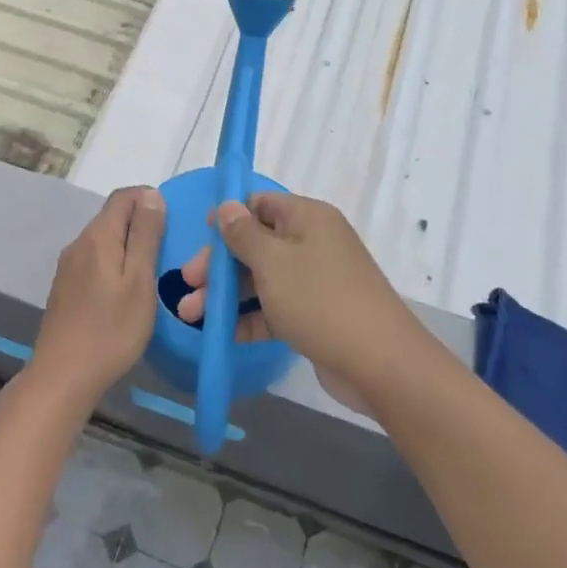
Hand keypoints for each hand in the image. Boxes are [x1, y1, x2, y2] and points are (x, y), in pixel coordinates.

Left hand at [30, 186, 166, 409]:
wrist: (63, 376)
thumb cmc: (111, 328)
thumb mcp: (139, 279)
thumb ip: (145, 235)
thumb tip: (151, 195)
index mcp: (98, 236)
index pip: (124, 196)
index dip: (149, 199)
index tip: (173, 221)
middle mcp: (78, 243)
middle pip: (112, 217)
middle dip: (141, 222)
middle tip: (168, 249)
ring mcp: (68, 267)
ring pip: (103, 240)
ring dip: (128, 245)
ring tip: (152, 270)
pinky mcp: (65, 288)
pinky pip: (95, 261)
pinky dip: (114, 263)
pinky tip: (126, 290)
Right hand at [175, 193, 413, 398]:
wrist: (380, 363)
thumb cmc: (320, 300)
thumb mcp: (273, 262)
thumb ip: (243, 234)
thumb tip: (226, 206)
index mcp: (307, 217)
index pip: (260, 204)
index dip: (227, 217)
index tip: (199, 236)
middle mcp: (313, 242)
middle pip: (256, 244)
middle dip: (219, 264)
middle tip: (187, 284)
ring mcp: (316, 280)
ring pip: (262, 279)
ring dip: (227, 295)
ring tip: (190, 315)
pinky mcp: (316, 314)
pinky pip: (275, 307)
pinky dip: (250, 317)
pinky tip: (221, 334)